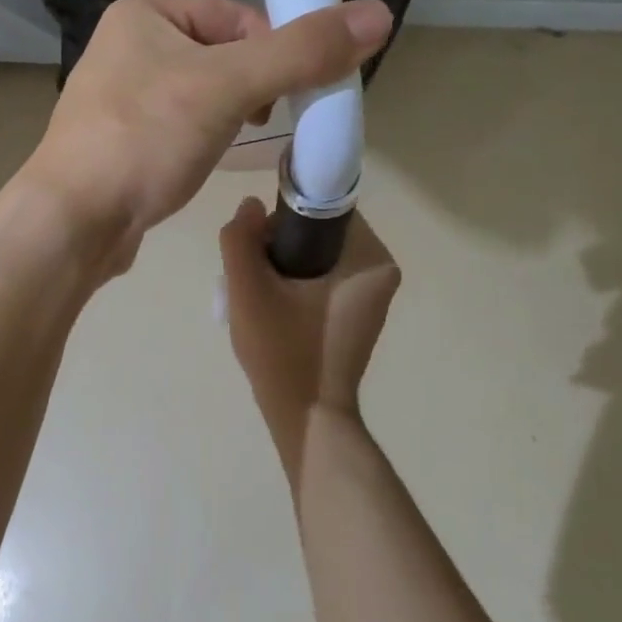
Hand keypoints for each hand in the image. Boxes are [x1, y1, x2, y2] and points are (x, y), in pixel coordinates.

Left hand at [20, 0, 391, 274]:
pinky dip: (202, 140)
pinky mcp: (119, 143)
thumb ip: (302, 52)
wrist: (73, 220)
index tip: (294, 92)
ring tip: (236, 144)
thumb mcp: (229, 87)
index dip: (274, 49)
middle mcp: (125, 48)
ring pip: (200, 95)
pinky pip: (177, 128)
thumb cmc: (145, 139)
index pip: (234, 16)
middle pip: (219, 55)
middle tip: (267, 120)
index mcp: (143, 15)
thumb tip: (378, 16)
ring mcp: (117, 99)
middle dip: (254, 86)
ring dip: (231, 115)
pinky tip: (204, 163)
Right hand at [219, 201, 401, 456]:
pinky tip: (273, 307)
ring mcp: (372, 295)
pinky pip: (323, 277)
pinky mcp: (359, 313)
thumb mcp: (247, 291)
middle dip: (280, 243)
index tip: (258, 242)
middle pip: (319, 230)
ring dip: (284, 263)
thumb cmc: (282, 352)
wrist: (306, 416)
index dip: (284, 214)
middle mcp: (381, 271)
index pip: (324, 206)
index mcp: (369, 259)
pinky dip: (296, 282)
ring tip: (258, 294)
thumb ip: (240, 240)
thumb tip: (250, 205)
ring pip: (317, 254)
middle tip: (252, 274)